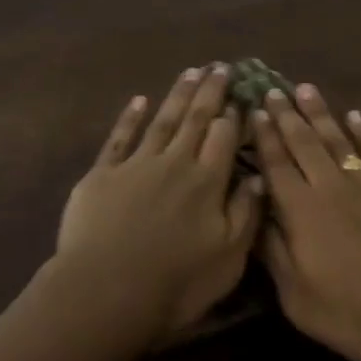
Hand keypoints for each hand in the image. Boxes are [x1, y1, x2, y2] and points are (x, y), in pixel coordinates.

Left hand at [54, 65, 264, 347]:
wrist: (105, 293)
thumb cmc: (176, 284)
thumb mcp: (228, 258)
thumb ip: (246, 214)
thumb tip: (258, 176)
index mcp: (207, 182)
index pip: (225, 137)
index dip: (234, 113)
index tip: (242, 93)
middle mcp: (175, 163)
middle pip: (196, 119)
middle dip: (209, 92)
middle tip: (220, 67)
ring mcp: (136, 165)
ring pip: (162, 121)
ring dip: (177, 95)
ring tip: (190, 72)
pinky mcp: (102, 175)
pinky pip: (119, 138)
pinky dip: (129, 117)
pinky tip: (139, 101)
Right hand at [250, 84, 360, 360]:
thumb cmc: (354, 316)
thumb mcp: (297, 298)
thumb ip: (274, 253)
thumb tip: (257, 214)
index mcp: (303, 212)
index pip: (277, 165)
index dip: (264, 137)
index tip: (255, 111)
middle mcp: (333, 188)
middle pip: (305, 144)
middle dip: (286, 115)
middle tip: (272, 89)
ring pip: (340, 140)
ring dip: (321, 114)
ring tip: (305, 89)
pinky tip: (357, 116)